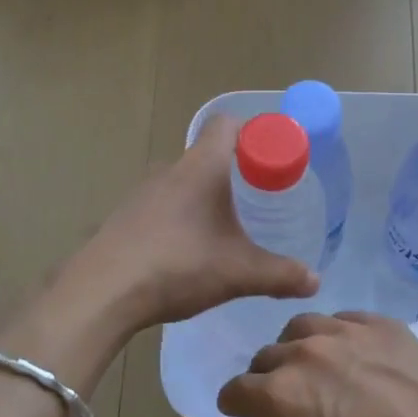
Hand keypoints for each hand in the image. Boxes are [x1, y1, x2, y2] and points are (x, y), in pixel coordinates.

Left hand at [74, 114, 319, 332]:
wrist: (102, 292)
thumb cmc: (178, 266)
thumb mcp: (238, 272)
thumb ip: (280, 275)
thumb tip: (315, 281)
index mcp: (200, 167)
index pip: (226, 124)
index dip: (253, 132)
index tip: (273, 157)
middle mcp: (169, 169)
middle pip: (207, 154)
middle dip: (235, 171)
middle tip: (260, 198)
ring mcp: (142, 193)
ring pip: (183, 181)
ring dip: (205, 196)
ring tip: (226, 227)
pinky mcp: (125, 217)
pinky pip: (162, 205)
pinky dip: (181, 217)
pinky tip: (188, 250)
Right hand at [217, 311, 417, 416]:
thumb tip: (264, 412)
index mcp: (278, 392)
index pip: (237, 388)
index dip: (239, 402)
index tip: (246, 409)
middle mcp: (304, 351)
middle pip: (267, 354)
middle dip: (270, 375)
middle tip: (291, 394)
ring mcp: (345, 330)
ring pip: (303, 327)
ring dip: (302, 347)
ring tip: (321, 366)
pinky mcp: (380, 323)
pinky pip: (346, 320)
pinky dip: (341, 337)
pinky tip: (357, 356)